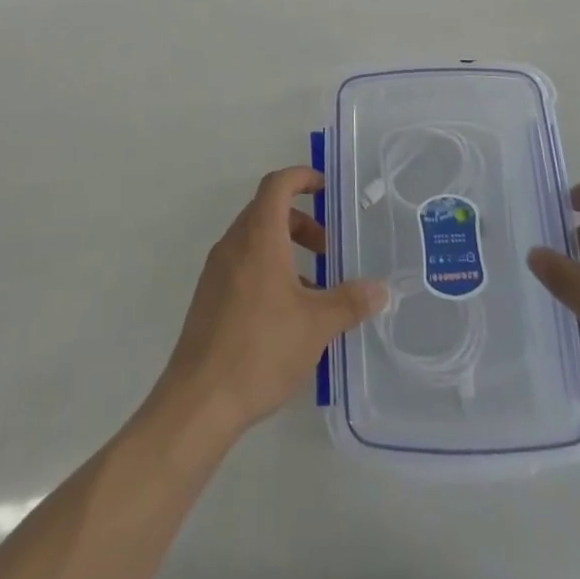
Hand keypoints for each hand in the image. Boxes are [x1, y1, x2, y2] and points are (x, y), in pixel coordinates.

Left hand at [156, 167, 387, 437]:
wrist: (199, 401)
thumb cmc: (261, 349)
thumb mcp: (316, 325)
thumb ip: (350, 301)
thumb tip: (380, 289)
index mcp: (258, 236)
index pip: (277, 185)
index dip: (302, 177)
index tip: (326, 189)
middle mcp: (233, 244)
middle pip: (267, 211)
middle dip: (301, 222)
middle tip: (328, 250)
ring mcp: (217, 271)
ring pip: (254, 240)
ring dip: (285, 250)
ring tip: (314, 288)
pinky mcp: (209, 298)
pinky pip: (242, 266)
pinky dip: (267, 271)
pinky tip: (286, 315)